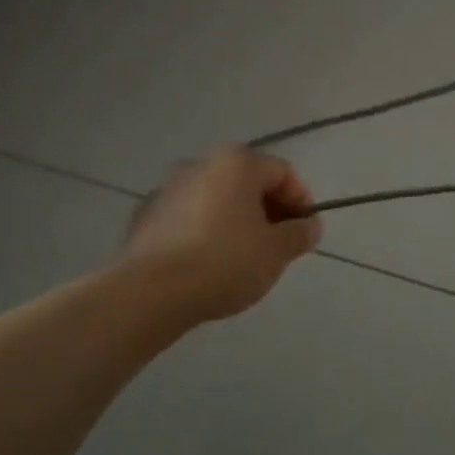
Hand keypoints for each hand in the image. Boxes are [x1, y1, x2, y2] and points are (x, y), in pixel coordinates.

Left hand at [123, 148, 322, 323]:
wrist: (149, 293)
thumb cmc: (225, 261)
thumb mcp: (277, 251)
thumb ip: (299, 234)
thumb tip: (309, 226)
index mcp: (236, 162)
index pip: (283, 172)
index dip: (301, 201)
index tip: (305, 233)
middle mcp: (200, 164)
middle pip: (247, 182)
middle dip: (268, 211)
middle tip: (278, 245)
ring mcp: (167, 189)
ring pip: (216, 199)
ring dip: (236, 221)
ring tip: (244, 258)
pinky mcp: (145, 217)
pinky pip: (189, 218)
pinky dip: (206, 232)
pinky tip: (209, 264)